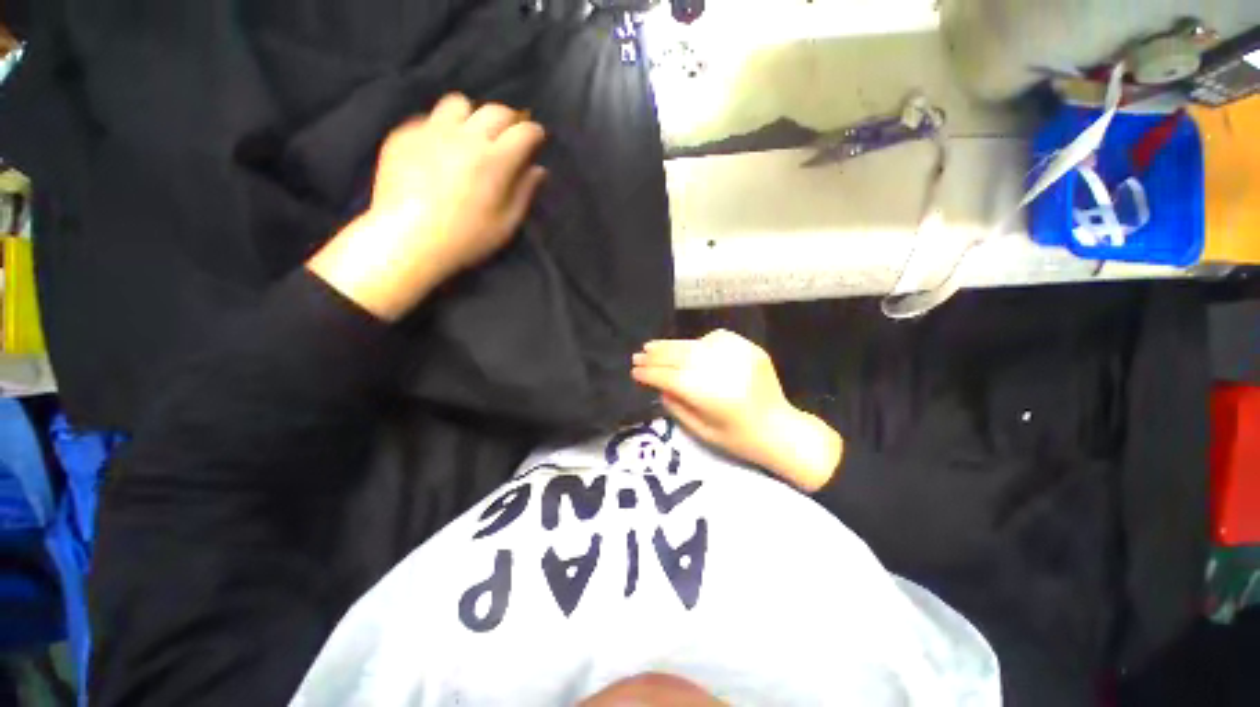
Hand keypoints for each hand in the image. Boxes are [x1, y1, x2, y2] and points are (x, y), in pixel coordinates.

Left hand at [308, 94, 546, 320]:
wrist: (407, 239)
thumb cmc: (466, 238)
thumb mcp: (506, 224)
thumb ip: (524, 193)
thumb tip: (539, 170)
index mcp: (495, 161)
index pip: (524, 132)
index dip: (535, 132)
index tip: (537, 138)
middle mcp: (466, 137)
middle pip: (495, 110)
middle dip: (510, 119)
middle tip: (511, 134)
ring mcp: (432, 131)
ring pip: (459, 103)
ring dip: (473, 115)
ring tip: (472, 134)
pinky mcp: (405, 135)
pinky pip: (429, 118)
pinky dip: (443, 128)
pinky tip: (441, 150)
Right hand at [631, 330, 842, 490]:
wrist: (782, 430)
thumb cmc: (740, 440)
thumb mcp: (703, 432)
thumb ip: (677, 407)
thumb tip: (659, 385)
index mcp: (715, 398)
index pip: (673, 379)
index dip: (651, 374)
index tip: (634, 372)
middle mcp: (726, 372)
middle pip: (682, 357)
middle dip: (656, 356)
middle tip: (638, 355)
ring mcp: (740, 356)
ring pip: (696, 345)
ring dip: (671, 345)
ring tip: (652, 346)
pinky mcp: (750, 348)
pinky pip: (716, 338)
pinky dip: (697, 342)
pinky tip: (686, 348)